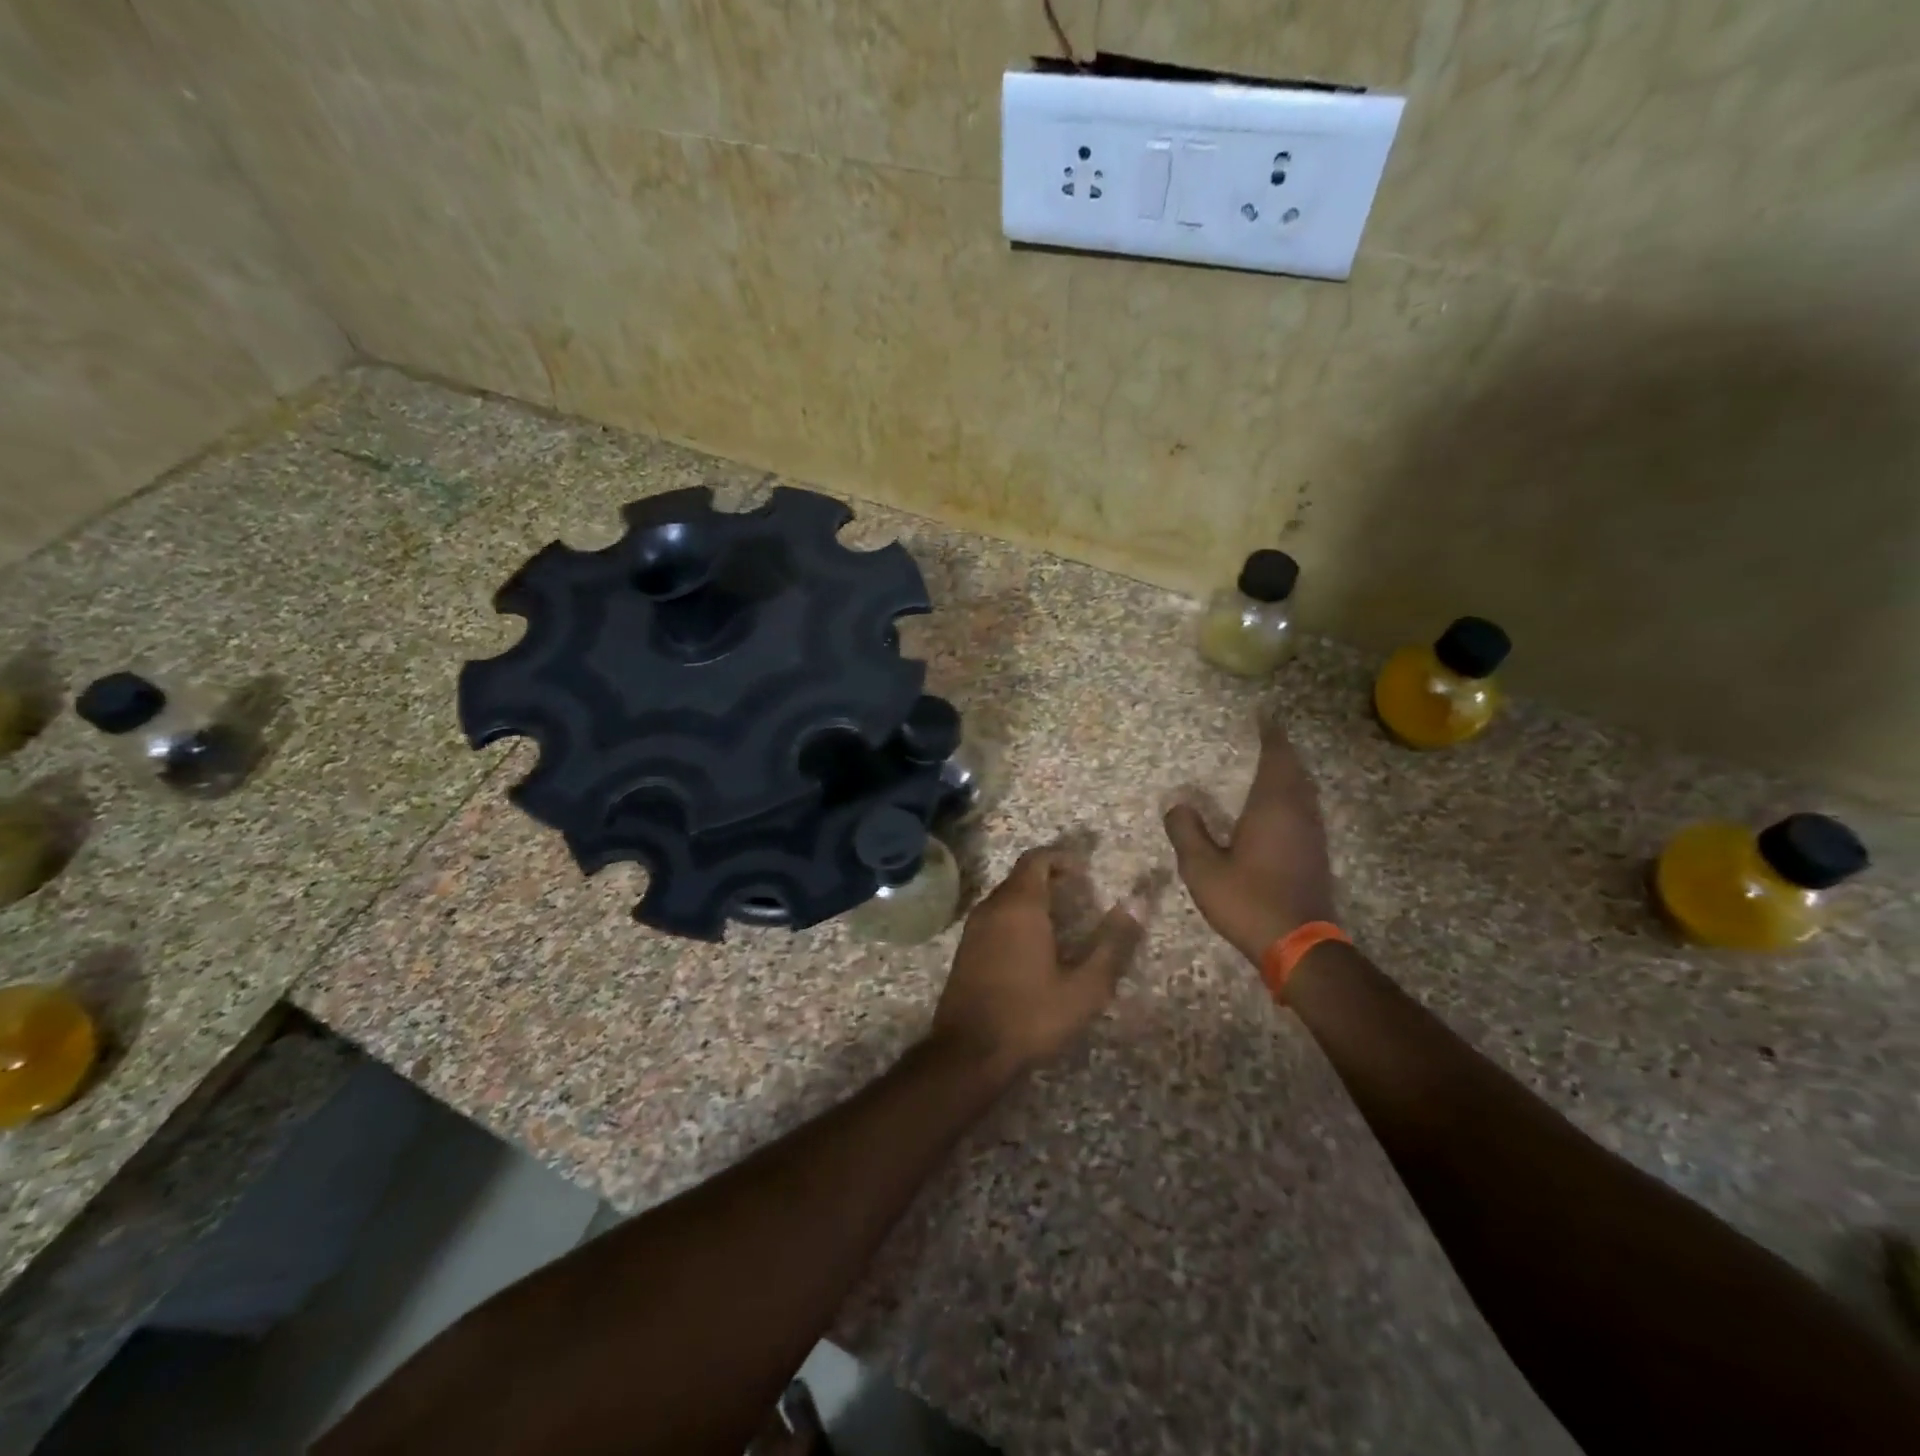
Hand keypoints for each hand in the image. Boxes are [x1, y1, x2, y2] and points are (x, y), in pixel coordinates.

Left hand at [929, 847, 1143, 1076]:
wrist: (968, 1051)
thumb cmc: (1031, 1015)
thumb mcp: (1085, 987)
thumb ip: (1113, 943)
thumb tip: (1137, 903)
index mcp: (1020, 905)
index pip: (1037, 859)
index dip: (1061, 858)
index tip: (1085, 871)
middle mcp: (992, 907)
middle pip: (1021, 876)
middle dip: (1050, 877)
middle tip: (1081, 895)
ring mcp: (974, 927)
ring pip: (1006, 897)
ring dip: (1033, 898)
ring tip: (1063, 921)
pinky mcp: (966, 949)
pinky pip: (995, 916)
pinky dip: (1016, 917)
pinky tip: (1034, 946)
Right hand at [1163, 717, 1336, 970]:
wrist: (1298, 945)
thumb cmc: (1247, 900)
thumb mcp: (1202, 868)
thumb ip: (1186, 832)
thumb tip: (1176, 804)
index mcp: (1272, 807)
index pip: (1276, 758)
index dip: (1271, 735)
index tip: (1264, 715)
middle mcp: (1298, 813)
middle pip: (1294, 771)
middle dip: (1281, 751)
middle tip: (1266, 736)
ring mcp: (1312, 835)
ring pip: (1304, 791)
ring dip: (1290, 774)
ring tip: (1272, 765)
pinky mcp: (1316, 855)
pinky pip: (1305, 810)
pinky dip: (1293, 796)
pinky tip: (1279, 809)